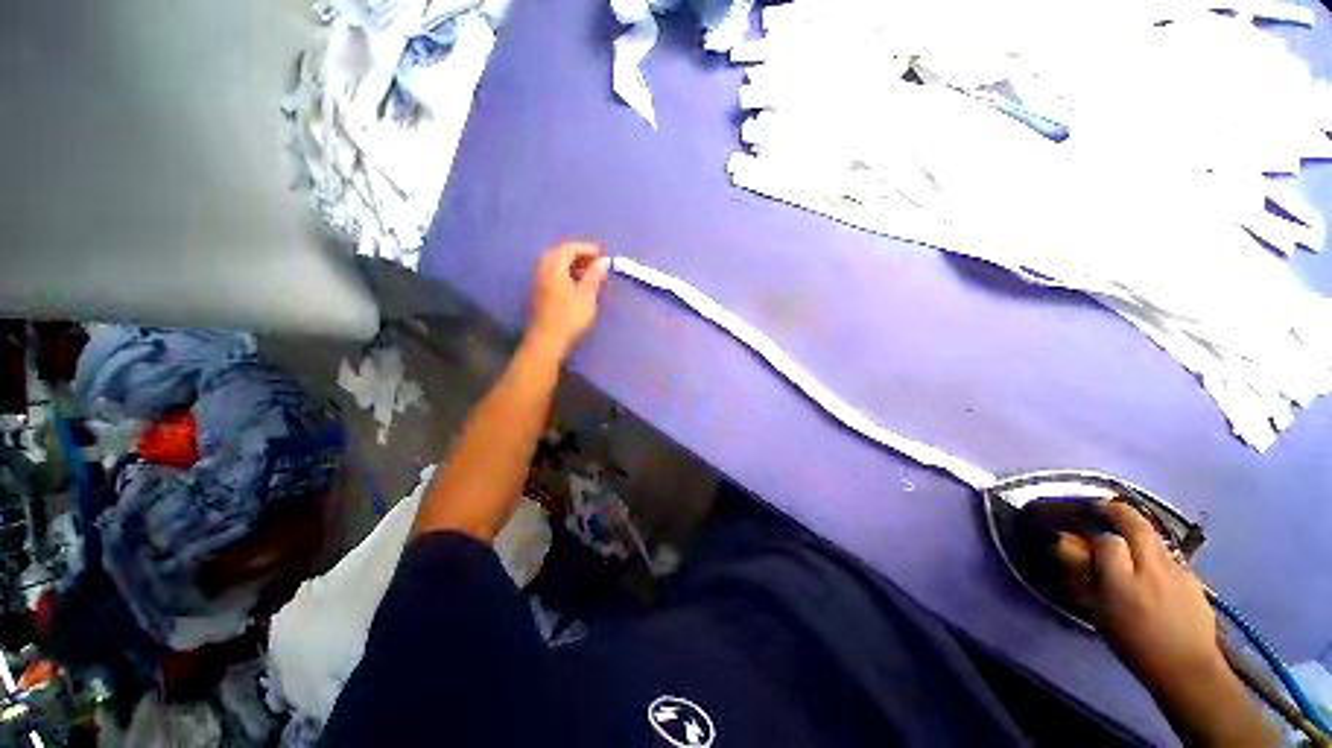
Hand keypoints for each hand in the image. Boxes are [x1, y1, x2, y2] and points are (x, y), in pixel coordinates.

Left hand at [526, 242, 609, 356]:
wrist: (548, 339)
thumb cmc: (570, 317)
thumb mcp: (587, 295)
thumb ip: (594, 276)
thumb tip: (602, 262)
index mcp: (554, 267)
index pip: (569, 249)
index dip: (586, 248)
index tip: (602, 254)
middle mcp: (543, 270)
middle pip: (559, 253)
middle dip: (578, 254)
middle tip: (594, 262)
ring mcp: (538, 281)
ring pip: (554, 264)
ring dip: (571, 264)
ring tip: (588, 273)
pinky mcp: (539, 292)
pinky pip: (552, 273)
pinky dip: (564, 272)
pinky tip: (575, 283)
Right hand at [1055, 502, 1221, 689]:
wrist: (1186, 667)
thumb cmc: (1133, 643)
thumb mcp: (1099, 612)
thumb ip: (1082, 577)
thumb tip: (1064, 546)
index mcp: (1123, 581)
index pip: (1107, 540)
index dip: (1096, 537)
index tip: (1086, 543)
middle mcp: (1152, 568)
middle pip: (1137, 526)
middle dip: (1120, 512)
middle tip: (1106, 507)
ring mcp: (1177, 571)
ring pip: (1156, 538)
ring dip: (1140, 530)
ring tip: (1129, 535)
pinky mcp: (1194, 578)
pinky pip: (1170, 556)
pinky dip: (1158, 552)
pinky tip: (1154, 567)